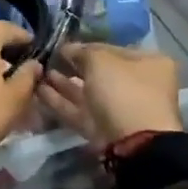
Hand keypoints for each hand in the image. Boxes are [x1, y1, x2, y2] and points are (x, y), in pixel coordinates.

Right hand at [39, 43, 181, 146]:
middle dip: (73, 66)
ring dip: (63, 83)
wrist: (132, 143)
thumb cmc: (123, 90)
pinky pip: (79, 110)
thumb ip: (81, 51)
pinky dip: (60, 101)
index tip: (63, 45)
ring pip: (87, 92)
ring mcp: (120, 109)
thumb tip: (67, 48)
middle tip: (48, 58)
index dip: (87, 45)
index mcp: (149, 64)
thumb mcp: (100, 60)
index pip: (113, 49)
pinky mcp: (103, 129)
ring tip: (38, 72)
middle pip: (99, 72)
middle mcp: (138, 85)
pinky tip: (39, 90)